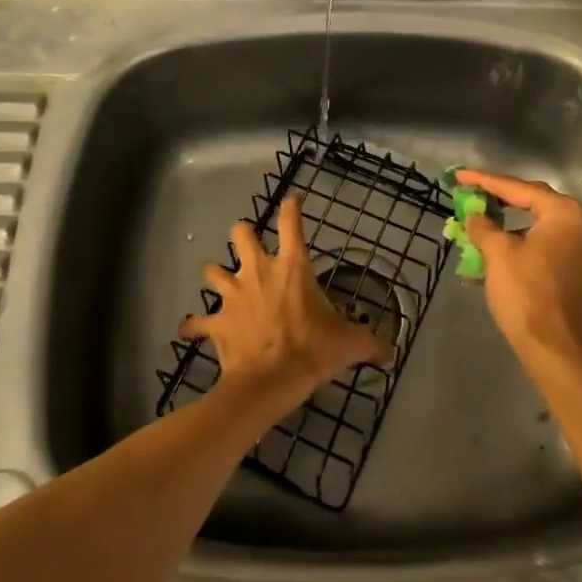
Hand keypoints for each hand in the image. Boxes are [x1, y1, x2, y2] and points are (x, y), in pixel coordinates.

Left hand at [180, 195, 392, 411]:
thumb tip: (392, 352)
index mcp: (292, 268)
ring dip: (215, 273)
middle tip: (249, 243)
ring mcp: (233, 295)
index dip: (292, 207)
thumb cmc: (311, 351)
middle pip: (241, 234)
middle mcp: (258, 272)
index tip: (293, 199)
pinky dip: (193, 326)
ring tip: (220, 280)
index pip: (291, 224)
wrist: (269, 382)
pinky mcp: (216, 322)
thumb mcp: (348, 344)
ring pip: (212, 270)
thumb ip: (371, 343)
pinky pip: (196, 322)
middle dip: (243, 233)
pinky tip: (190, 330)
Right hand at [455, 169, 581, 371]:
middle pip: (531, 202)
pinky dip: (519, 244)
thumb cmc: (526, 294)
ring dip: (506, 225)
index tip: (459, 175)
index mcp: (563, 213)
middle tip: (470, 192)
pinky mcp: (577, 270)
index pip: (517, 188)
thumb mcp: (497, 254)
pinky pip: (543, 246)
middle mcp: (580, 224)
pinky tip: (493, 251)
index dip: (484, 180)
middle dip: (498, 199)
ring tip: (478, 221)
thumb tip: (475, 215)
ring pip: (536, 226)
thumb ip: (483, 226)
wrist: (554, 349)